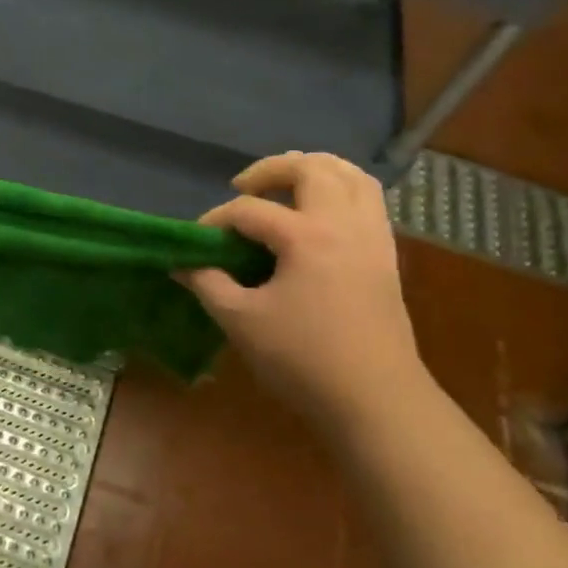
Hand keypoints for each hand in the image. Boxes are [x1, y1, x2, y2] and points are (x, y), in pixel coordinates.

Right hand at [178, 152, 426, 430]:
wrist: (375, 399)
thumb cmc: (303, 359)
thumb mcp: (241, 321)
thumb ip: (207, 284)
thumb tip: (182, 265)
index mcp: (307, 236)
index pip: (250, 210)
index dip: (216, 220)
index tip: (196, 242)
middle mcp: (344, 223)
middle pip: (311, 168)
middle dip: (271, 169)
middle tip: (243, 186)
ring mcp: (372, 237)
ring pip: (351, 175)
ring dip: (315, 169)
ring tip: (286, 185)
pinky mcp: (386, 255)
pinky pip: (369, 200)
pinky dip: (342, 190)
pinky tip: (320, 213)